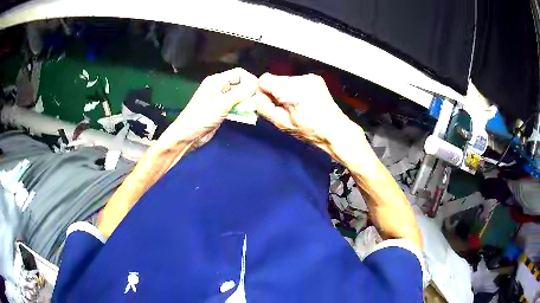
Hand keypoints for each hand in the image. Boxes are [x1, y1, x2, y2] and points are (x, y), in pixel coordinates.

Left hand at [161, 68, 257, 147]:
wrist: (189, 135)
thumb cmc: (202, 117)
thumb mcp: (222, 103)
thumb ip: (239, 93)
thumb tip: (256, 85)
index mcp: (216, 81)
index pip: (239, 73)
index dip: (250, 80)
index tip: (259, 91)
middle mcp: (219, 87)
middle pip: (240, 83)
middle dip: (250, 91)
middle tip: (259, 101)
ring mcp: (220, 98)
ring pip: (239, 95)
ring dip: (247, 100)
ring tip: (255, 108)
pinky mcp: (221, 109)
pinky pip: (235, 105)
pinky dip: (242, 108)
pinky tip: (248, 114)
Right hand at [254, 73, 360, 154]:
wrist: (335, 129)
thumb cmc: (309, 131)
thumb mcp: (282, 124)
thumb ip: (264, 107)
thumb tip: (255, 96)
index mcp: (292, 90)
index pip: (264, 79)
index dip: (263, 92)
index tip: (271, 104)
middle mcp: (301, 78)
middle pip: (275, 79)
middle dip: (275, 92)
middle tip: (285, 108)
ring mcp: (310, 77)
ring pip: (285, 80)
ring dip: (285, 91)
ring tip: (296, 106)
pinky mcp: (315, 78)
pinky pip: (296, 81)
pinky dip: (295, 89)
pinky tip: (303, 101)